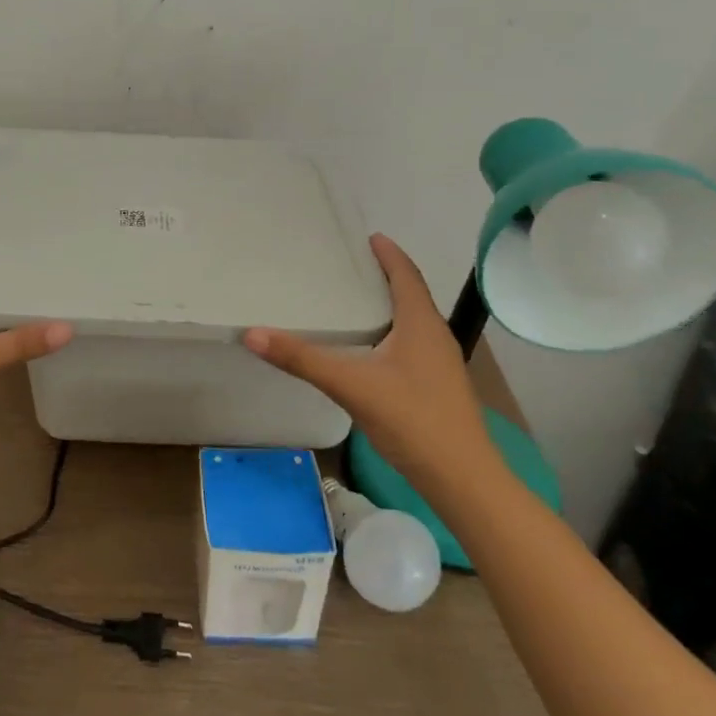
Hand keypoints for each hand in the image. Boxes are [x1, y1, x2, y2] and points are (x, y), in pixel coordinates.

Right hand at [243, 233, 495, 492]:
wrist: (462, 479)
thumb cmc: (413, 420)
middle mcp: (434, 337)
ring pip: (412, 321)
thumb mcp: (352, 385)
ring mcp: (439, 364)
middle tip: (351, 265)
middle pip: (411, 294)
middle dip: (385, 276)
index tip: (369, 236)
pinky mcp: (436, 386)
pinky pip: (411, 343)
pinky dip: (390, 331)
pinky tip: (368, 348)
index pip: (406, 276)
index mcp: (421, 325)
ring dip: (388, 305)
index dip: (389, 254)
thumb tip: (253, 334)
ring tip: (355, 300)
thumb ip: (302, 359)